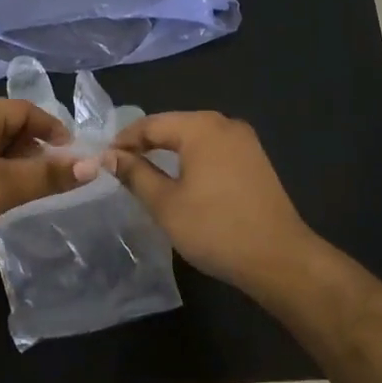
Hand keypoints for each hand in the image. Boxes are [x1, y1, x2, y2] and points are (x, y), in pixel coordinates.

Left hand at [0, 97, 83, 257]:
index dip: (54, 131)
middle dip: (36, 151)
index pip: (27, 110)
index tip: (74, 158)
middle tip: (54, 179)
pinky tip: (1, 199)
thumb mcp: (6, 185)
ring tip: (30, 192)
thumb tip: (94, 165)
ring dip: (17, 167)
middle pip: (12, 128)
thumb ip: (49, 174)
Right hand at [99, 112, 318, 296]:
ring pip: (195, 138)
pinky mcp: (255, 161)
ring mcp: (245, 142)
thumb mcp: (165, 203)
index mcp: (202, 127)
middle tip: (119, 166)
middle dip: (145, 144)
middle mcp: (225, 124)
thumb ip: (135, 174)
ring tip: (144, 173)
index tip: (102, 160)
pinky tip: (180, 179)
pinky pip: (213, 151)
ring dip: (168, 152)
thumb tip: (109, 157)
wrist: (279, 258)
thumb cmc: (215, 228)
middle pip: (174, 126)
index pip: (151, 124)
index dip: (123, 141)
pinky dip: (191, 160)